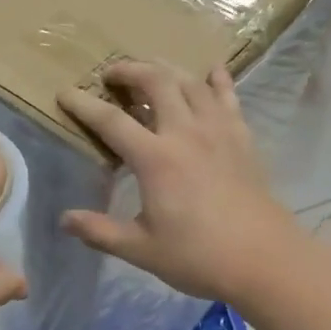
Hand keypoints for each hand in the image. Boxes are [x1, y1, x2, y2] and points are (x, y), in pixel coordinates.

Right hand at [58, 60, 302, 302]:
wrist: (266, 260)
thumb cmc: (199, 257)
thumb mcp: (141, 250)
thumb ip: (100, 232)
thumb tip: (64, 220)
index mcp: (155, 159)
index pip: (111, 121)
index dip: (84, 104)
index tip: (65, 92)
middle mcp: (186, 133)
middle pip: (155, 82)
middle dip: (129, 70)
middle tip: (111, 74)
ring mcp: (218, 131)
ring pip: (190, 82)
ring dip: (166, 69)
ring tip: (150, 70)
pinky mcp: (242, 138)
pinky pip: (228, 97)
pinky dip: (217, 80)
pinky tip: (211, 71)